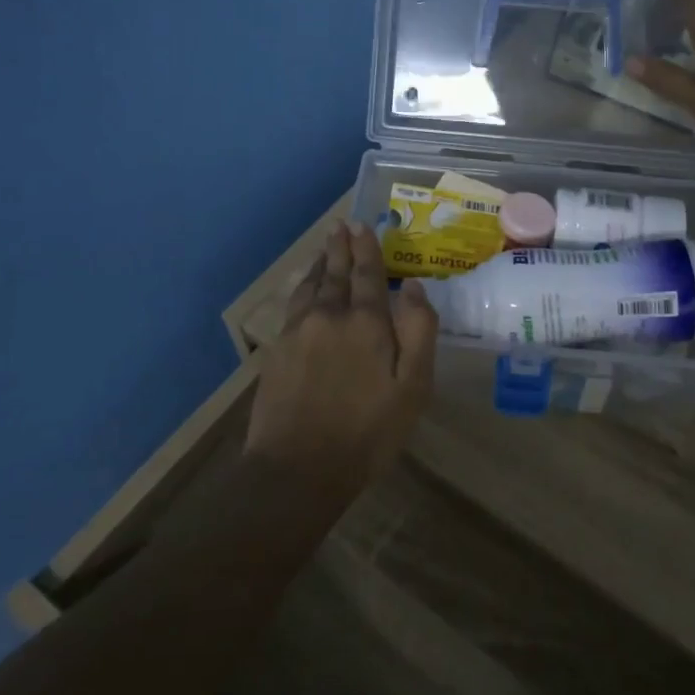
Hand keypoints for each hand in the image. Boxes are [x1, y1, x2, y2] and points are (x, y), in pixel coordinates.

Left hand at [245, 221, 437, 494]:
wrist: (297, 469)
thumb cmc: (367, 432)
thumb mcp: (412, 388)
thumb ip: (417, 332)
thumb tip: (412, 286)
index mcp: (365, 322)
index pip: (368, 274)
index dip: (367, 248)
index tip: (363, 225)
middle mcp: (329, 315)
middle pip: (336, 273)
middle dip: (341, 247)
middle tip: (341, 226)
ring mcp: (298, 331)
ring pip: (311, 285)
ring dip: (321, 264)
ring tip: (326, 248)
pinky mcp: (277, 350)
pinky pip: (294, 304)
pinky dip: (303, 287)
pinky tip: (305, 289)